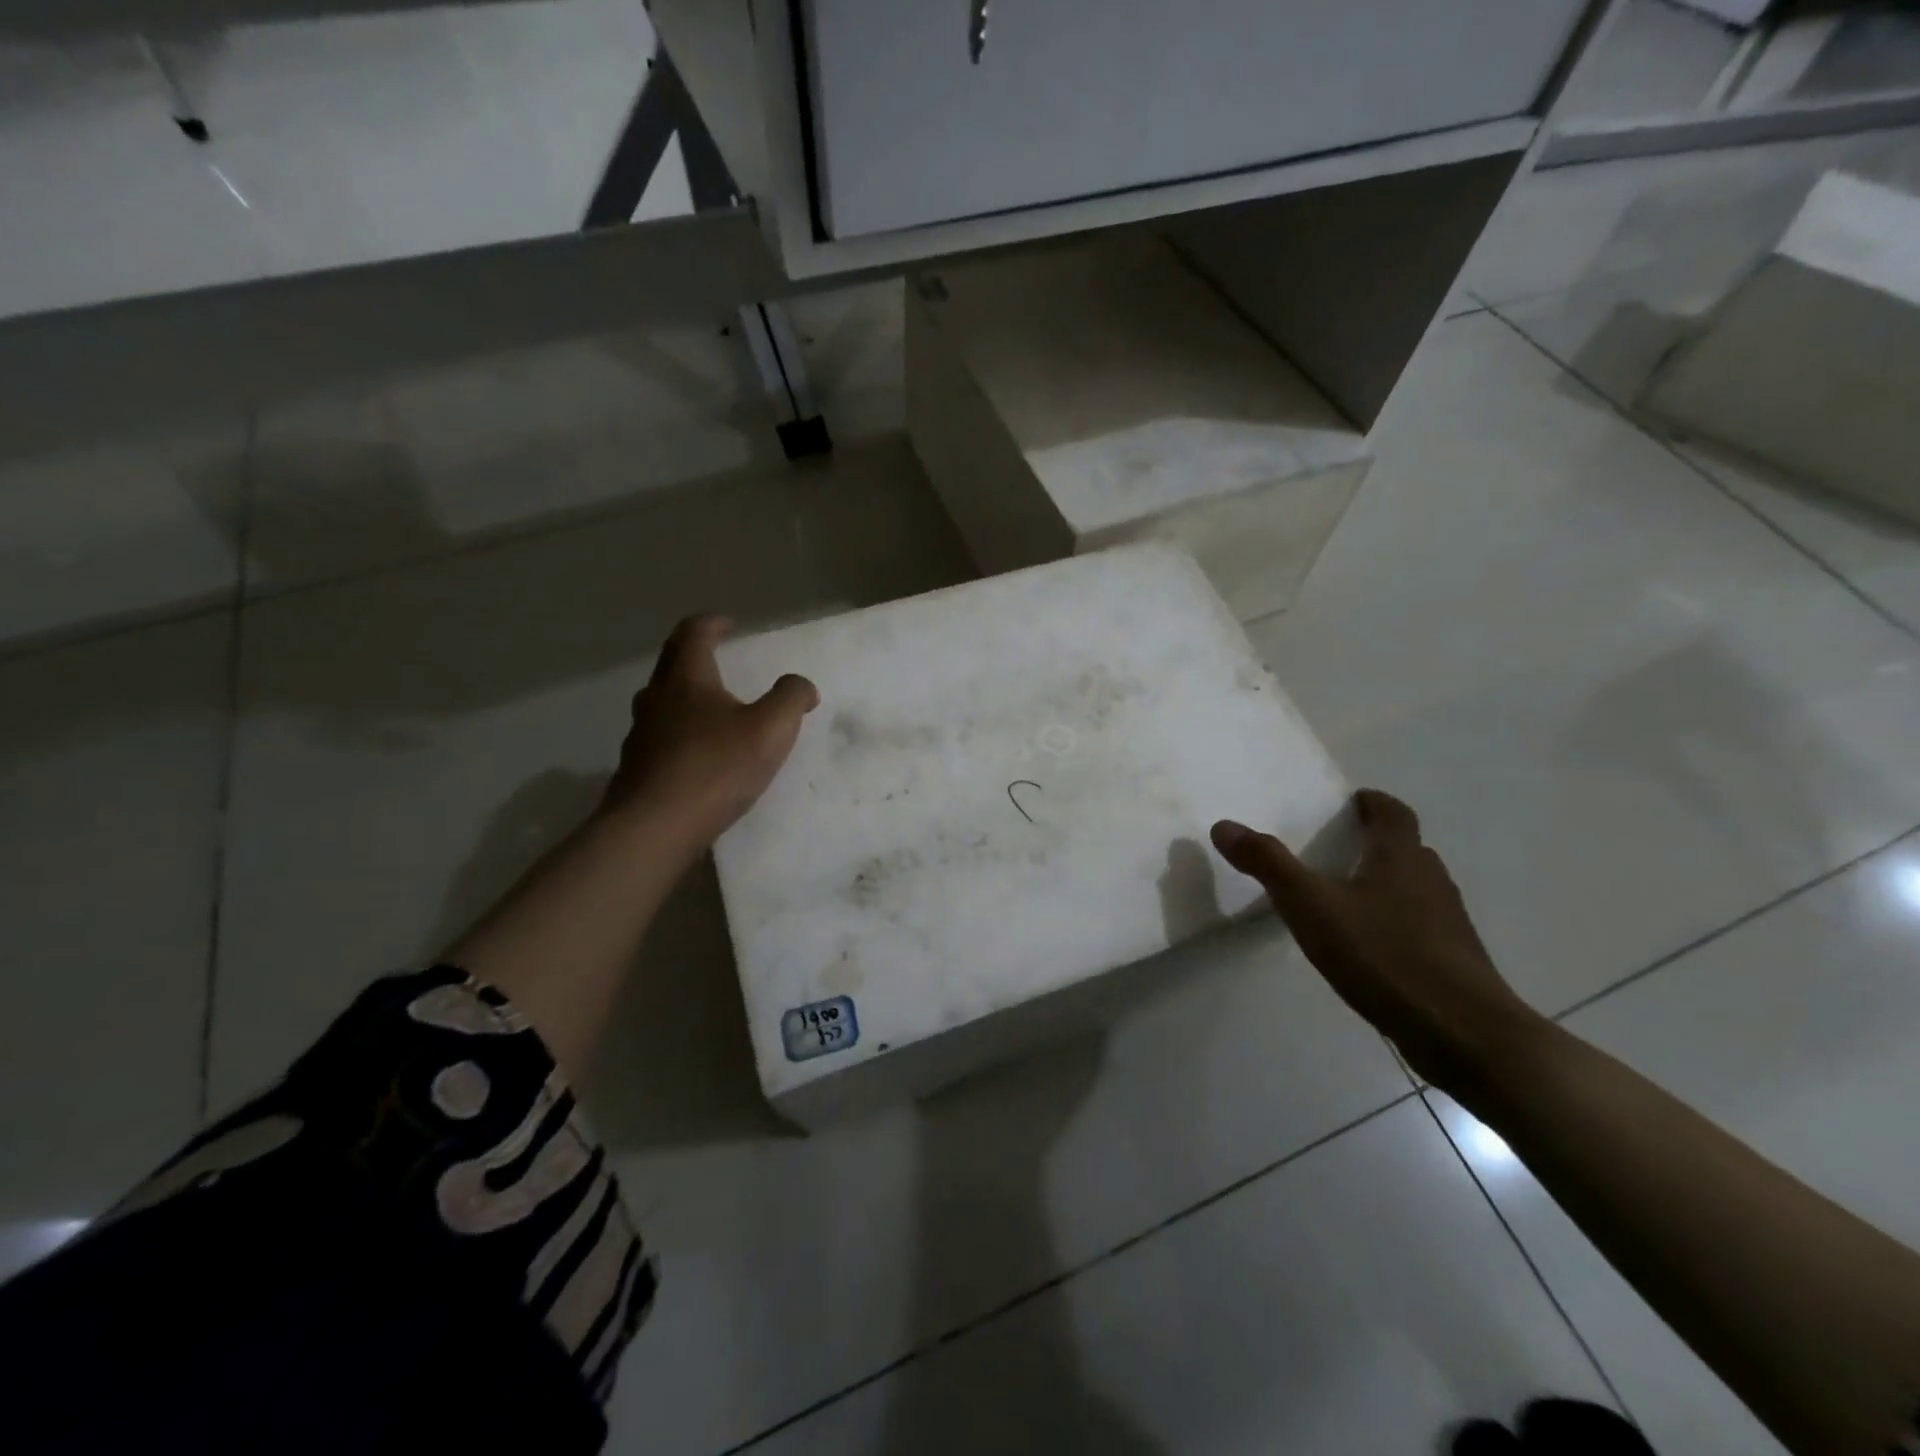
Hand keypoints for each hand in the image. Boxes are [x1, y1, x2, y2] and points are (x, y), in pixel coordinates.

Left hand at [604, 615, 819, 847]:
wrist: (654, 827)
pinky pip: (660, 736)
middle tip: (719, 657)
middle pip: (672, 662)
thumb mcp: (771, 729)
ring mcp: (640, 734)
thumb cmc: (716, 768)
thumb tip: (801, 685)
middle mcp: (656, 698)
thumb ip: (791, 698)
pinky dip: (679, 732)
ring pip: (662, 701)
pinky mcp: (636, 767)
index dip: (713, 623)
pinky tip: (698, 754)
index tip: (729, 625)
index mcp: (687, 679)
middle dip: (695, 654)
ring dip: (686, 695)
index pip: (693, 633)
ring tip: (712, 709)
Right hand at [1211, 789, 1542, 1089]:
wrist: (1465, 1035)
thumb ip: (1268, 864)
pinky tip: (1368, 948)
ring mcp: (1448, 923)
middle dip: (1374, 843)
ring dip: (1384, 884)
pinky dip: (1393, 923)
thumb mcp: (1311, 907)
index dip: (1372, 803)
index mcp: (1401, 858)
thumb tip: (1223, 826)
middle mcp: (1431, 880)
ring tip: (1344, 897)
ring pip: (1413, 888)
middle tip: (1335, 848)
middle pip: (1405, 848)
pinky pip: (1419, 926)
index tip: (1351, 802)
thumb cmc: (1385, 956)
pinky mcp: (1453, 961)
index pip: (1393, 813)